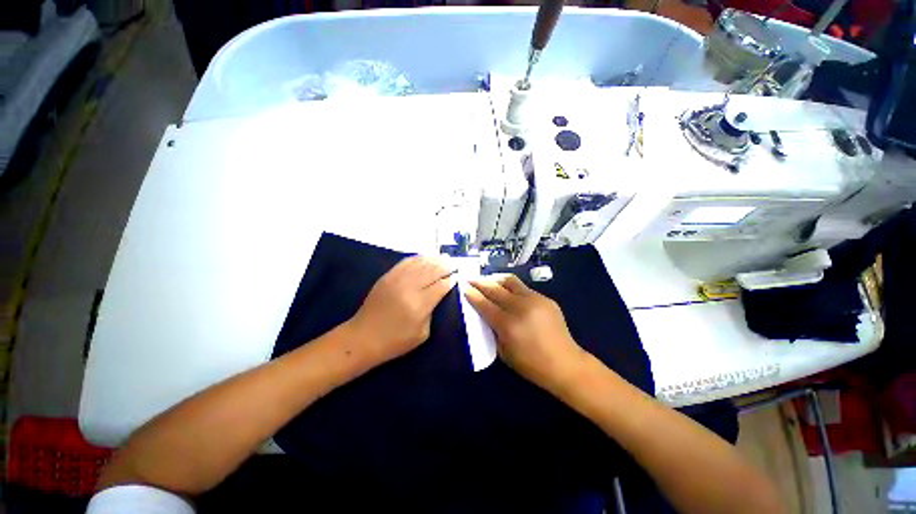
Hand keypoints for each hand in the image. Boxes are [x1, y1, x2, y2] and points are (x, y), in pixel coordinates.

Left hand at [348, 256, 452, 364]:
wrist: (363, 338)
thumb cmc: (395, 341)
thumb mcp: (422, 333)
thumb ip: (432, 311)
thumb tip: (439, 294)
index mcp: (419, 305)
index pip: (441, 286)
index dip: (451, 280)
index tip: (458, 276)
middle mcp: (409, 288)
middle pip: (432, 271)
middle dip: (445, 267)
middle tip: (454, 264)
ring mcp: (396, 279)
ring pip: (420, 263)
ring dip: (434, 260)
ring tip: (444, 258)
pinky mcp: (387, 276)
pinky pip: (406, 262)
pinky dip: (418, 258)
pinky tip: (425, 258)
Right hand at [464, 274, 585, 391]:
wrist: (565, 363)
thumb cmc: (530, 364)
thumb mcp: (503, 352)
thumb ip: (492, 329)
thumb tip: (484, 312)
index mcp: (508, 324)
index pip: (484, 303)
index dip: (472, 294)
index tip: (463, 287)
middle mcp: (520, 307)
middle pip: (494, 288)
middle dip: (479, 282)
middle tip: (470, 279)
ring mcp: (535, 300)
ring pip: (509, 281)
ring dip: (495, 279)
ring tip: (487, 280)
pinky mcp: (545, 298)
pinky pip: (523, 288)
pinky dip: (510, 287)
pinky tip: (507, 290)